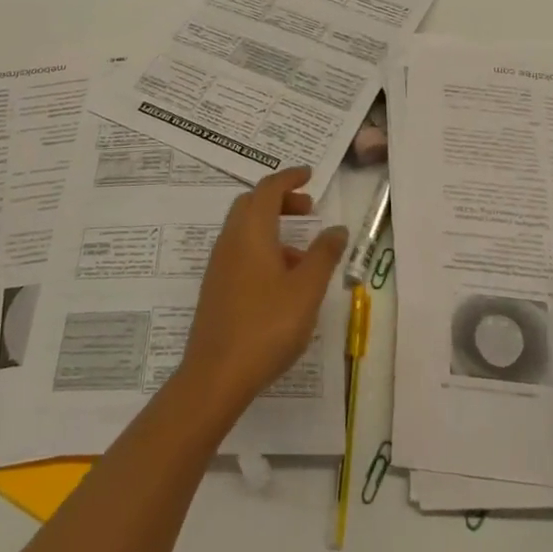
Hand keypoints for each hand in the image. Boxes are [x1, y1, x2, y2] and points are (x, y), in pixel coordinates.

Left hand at [178, 167, 347, 423]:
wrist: (215, 376)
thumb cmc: (266, 326)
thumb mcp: (306, 290)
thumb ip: (324, 255)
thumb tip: (337, 228)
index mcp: (251, 231)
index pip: (269, 189)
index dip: (290, 178)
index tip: (310, 175)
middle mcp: (231, 240)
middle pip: (253, 204)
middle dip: (281, 200)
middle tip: (308, 209)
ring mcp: (219, 265)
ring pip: (246, 229)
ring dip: (274, 228)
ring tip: (305, 256)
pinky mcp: (216, 288)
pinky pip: (241, 252)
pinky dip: (263, 249)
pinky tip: (283, 283)